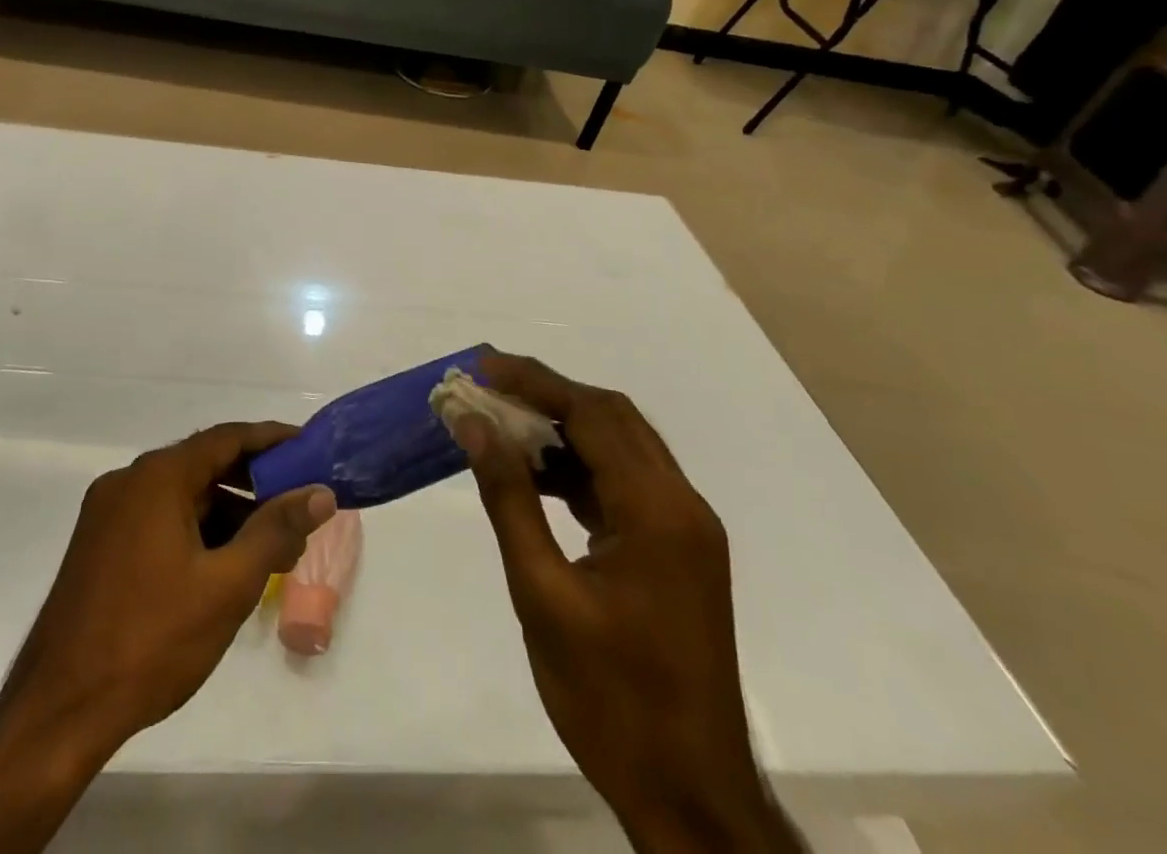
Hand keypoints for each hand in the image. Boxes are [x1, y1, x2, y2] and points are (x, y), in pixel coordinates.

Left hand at [0, 424, 334, 853]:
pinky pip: (158, 518)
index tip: (308, 447)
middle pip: (203, 464)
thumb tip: (320, 494)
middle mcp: (129, 481)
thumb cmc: (151, 640)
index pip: (226, 438)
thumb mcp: (227, 586)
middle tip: (296, 501)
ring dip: (225, 510)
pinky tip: (220, 564)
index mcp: (157, 477)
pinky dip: (195, 529)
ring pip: (181, 495)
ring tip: (267, 543)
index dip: (271, 439)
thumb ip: (277, 531)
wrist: (57, 712)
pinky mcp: (98, 545)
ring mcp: (107, 513)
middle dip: (253, 481)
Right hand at [455, 355, 800, 853]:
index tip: (482, 366)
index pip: (592, 413)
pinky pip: (627, 484)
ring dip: (565, 429)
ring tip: (503, 423)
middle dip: (548, 394)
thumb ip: (508, 499)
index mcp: (658, 510)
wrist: (692, 799)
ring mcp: (686, 528)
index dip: (534, 382)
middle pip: (612, 418)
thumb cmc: (611, 701)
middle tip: (488, 386)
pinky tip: (538, 475)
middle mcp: (682, 504)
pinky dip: (581, 468)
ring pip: (621, 447)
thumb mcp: (543, 595)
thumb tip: (474, 424)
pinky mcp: (679, 551)